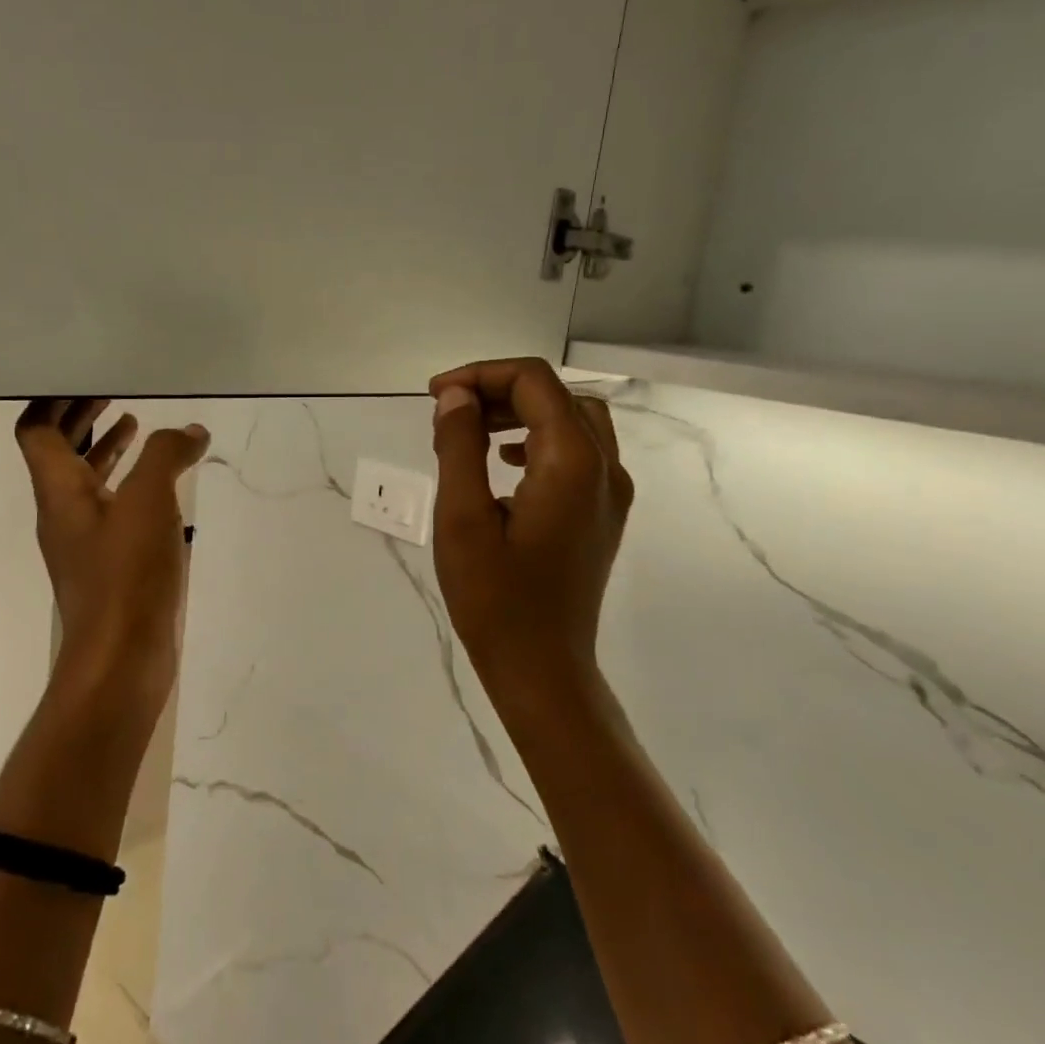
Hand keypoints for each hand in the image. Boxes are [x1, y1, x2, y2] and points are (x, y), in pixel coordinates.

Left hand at [15, 400, 209, 709]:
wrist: (123, 660)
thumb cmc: (127, 575)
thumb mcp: (149, 502)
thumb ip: (166, 456)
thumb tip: (190, 431)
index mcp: (59, 491)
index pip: (36, 431)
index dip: (52, 399)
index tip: (81, 375)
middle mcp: (63, 513)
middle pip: (58, 453)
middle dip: (81, 418)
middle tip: (112, 392)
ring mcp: (84, 543)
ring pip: (87, 482)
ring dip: (106, 451)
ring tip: (138, 428)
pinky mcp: (108, 566)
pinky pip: (112, 510)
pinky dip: (129, 486)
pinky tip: (162, 488)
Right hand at [427, 358, 632, 691]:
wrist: (542, 668)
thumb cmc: (495, 599)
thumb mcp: (460, 518)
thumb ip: (459, 447)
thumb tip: (456, 396)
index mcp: (572, 462)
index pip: (533, 382)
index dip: (480, 375)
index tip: (435, 396)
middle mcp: (604, 467)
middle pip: (556, 396)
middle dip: (499, 391)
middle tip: (449, 413)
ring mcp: (609, 493)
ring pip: (572, 421)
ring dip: (521, 413)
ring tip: (471, 432)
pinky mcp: (602, 514)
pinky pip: (577, 453)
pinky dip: (538, 441)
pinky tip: (503, 464)